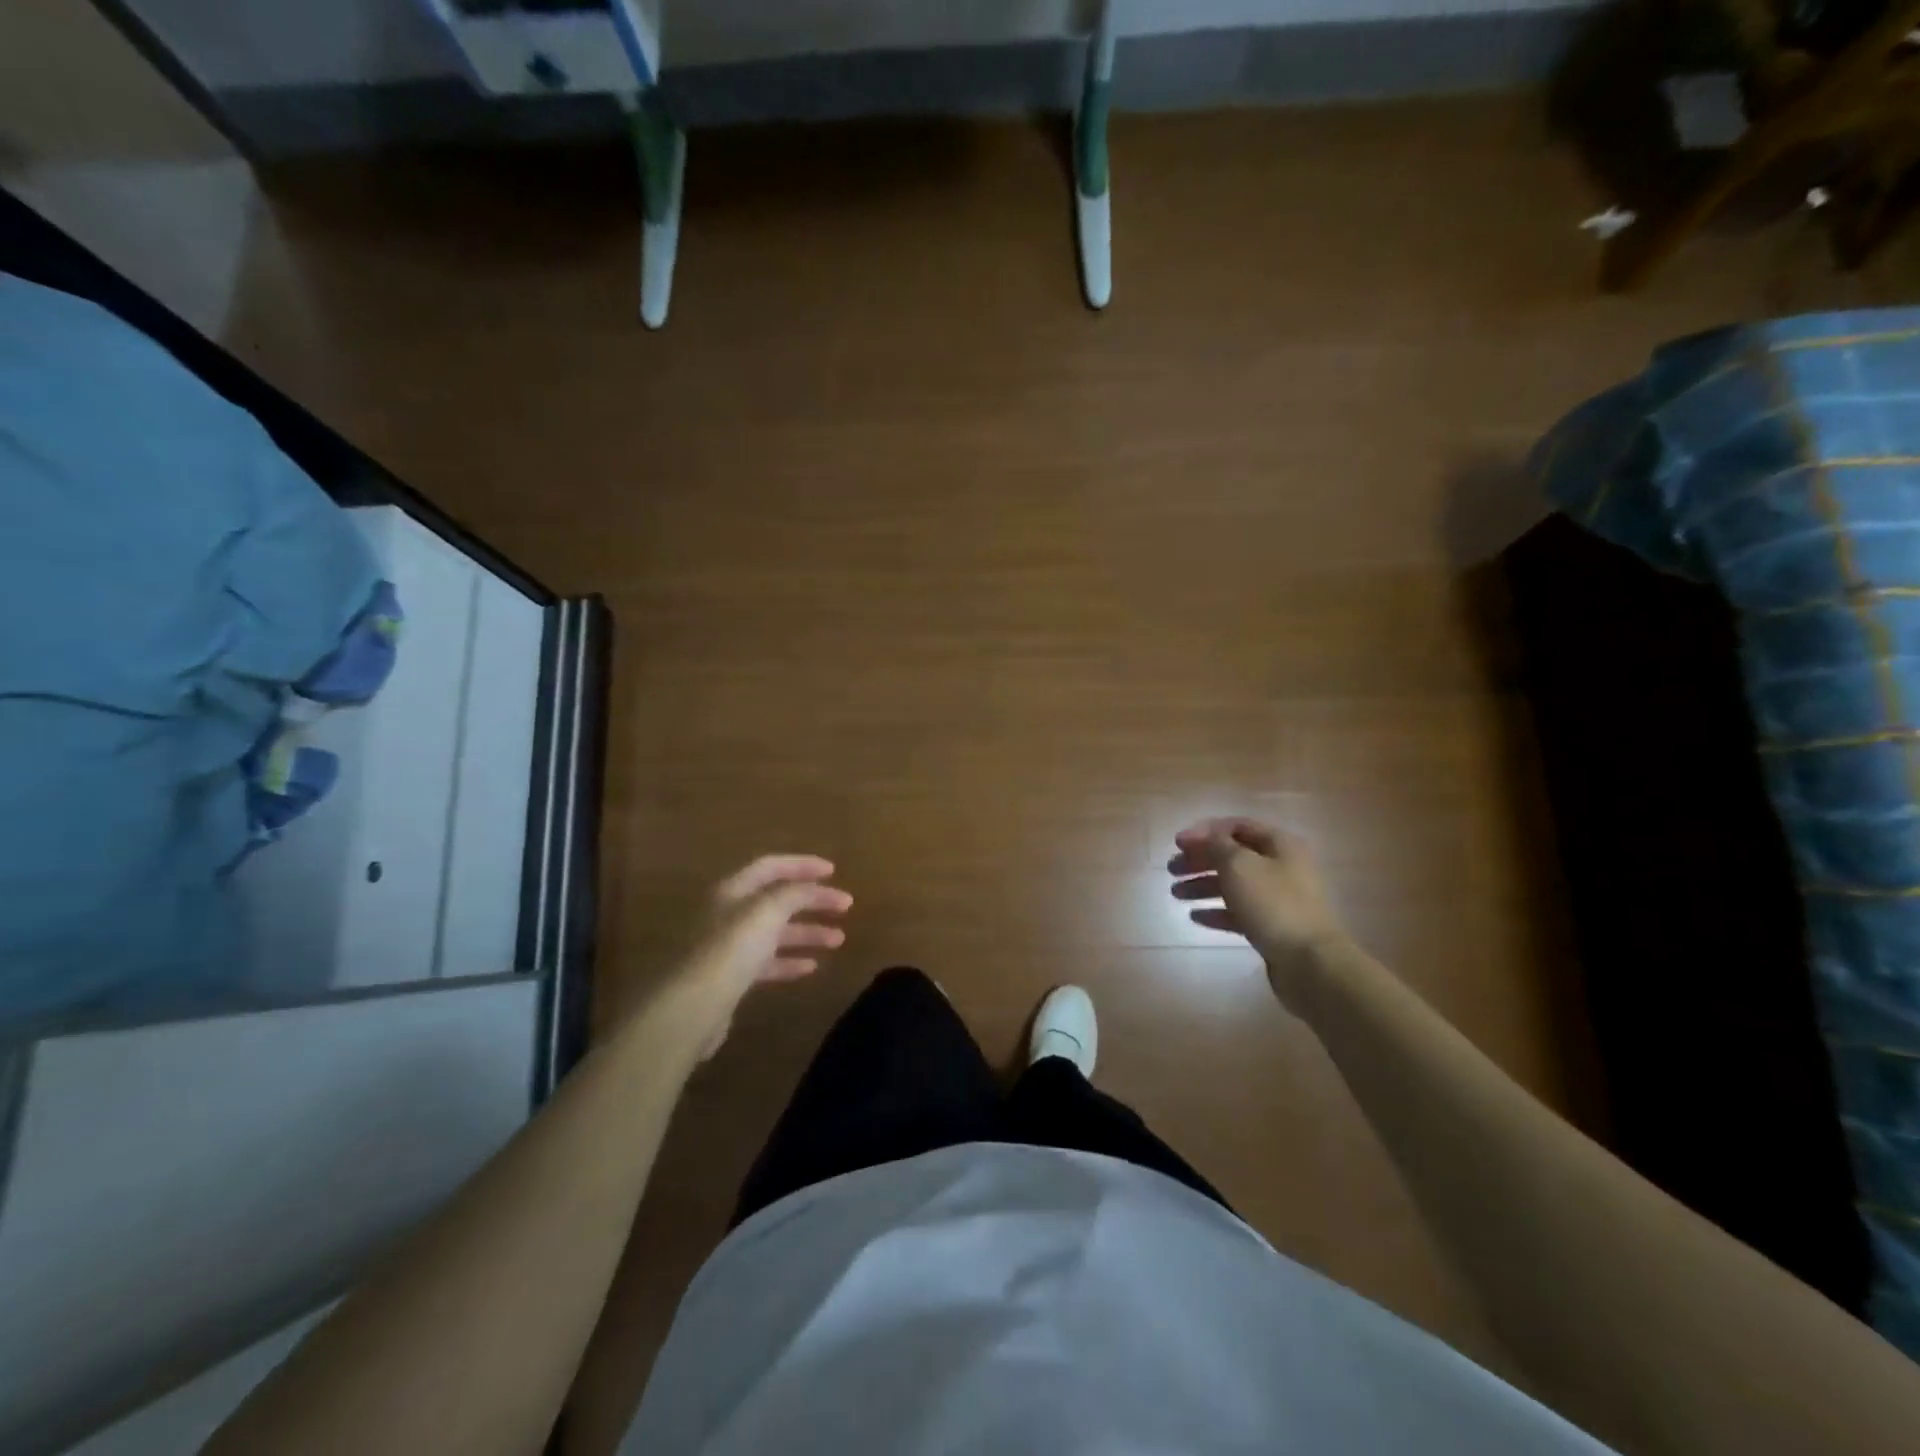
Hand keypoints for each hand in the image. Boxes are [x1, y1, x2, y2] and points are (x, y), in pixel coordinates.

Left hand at [679, 855, 852, 1058]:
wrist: (691, 1007)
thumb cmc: (730, 950)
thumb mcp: (768, 911)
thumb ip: (794, 894)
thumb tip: (811, 888)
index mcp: (732, 891)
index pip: (771, 867)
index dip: (802, 865)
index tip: (833, 871)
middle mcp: (727, 914)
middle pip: (776, 900)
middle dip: (812, 901)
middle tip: (845, 906)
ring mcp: (726, 948)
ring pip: (774, 932)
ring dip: (807, 932)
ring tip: (839, 939)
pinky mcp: (728, 979)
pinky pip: (766, 963)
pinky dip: (789, 961)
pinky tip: (811, 967)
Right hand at [1167, 818, 1348, 1002]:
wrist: (1310, 962)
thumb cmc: (1273, 904)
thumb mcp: (1239, 865)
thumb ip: (1217, 845)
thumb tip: (1205, 837)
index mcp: (1279, 844)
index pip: (1237, 826)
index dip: (1205, 831)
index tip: (1177, 843)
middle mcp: (1282, 867)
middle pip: (1233, 856)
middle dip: (1200, 860)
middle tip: (1172, 869)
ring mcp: (1278, 898)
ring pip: (1234, 884)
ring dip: (1203, 885)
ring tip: (1176, 893)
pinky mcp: (1273, 926)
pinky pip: (1239, 912)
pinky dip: (1217, 911)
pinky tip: (1195, 916)